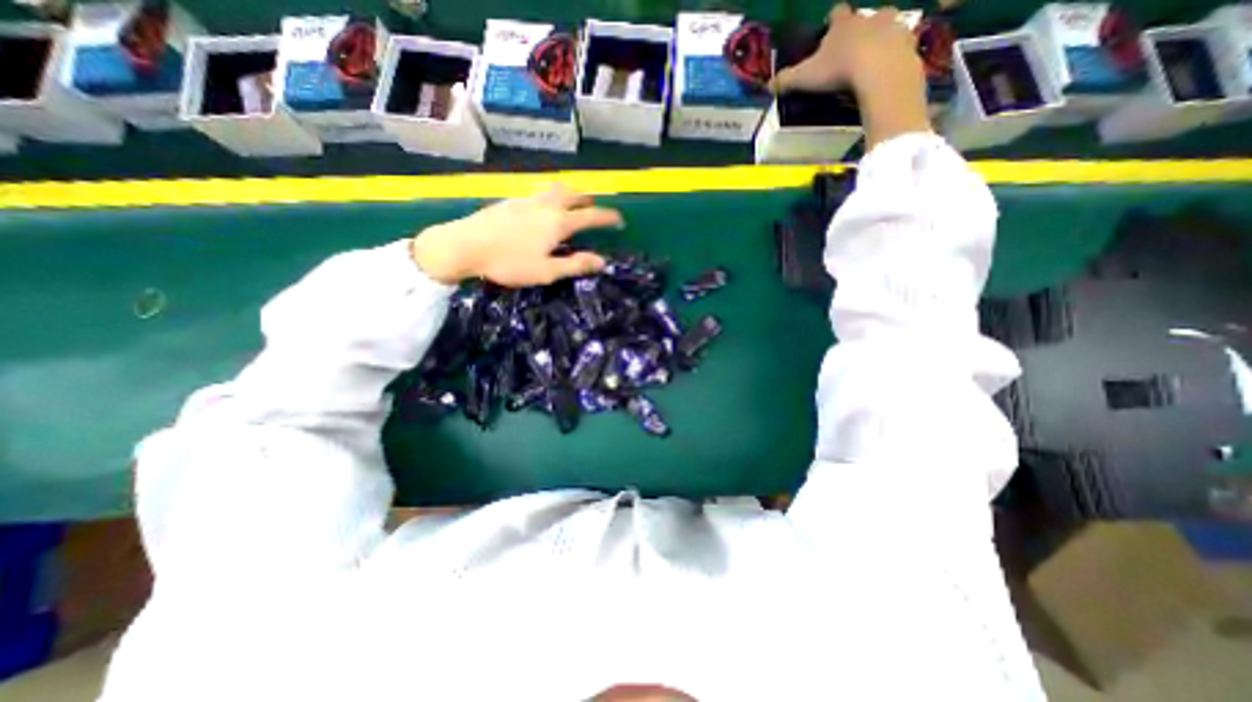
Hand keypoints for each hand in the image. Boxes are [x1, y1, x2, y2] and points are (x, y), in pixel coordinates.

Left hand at [415, 183, 622, 287]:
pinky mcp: (510, 201)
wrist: (464, 245)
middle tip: (595, 208)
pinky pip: (538, 194)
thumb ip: (575, 265)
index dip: (609, 217)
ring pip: (555, 190)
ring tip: (572, 205)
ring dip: (569, 194)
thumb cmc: (509, 263)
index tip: (620, 220)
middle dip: (589, 200)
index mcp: (558, 223)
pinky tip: (542, 211)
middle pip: (574, 194)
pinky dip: (550, 198)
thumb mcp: (546, 271)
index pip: (591, 216)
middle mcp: (546, 205)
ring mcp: (526, 200)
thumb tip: (602, 262)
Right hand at [773, 1, 928, 147]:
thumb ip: (786, 80)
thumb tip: (767, 86)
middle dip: (860, 29)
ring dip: (881, 39)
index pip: (836, 13)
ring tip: (872, 60)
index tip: (828, 28)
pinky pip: (902, 45)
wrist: (879, 69)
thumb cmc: (839, 68)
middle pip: (866, 16)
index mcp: (844, 23)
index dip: (831, 21)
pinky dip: (895, 55)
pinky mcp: (908, 42)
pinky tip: (887, 70)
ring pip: (887, 26)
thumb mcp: (805, 77)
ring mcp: (892, 27)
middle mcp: (869, 18)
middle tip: (852, 49)